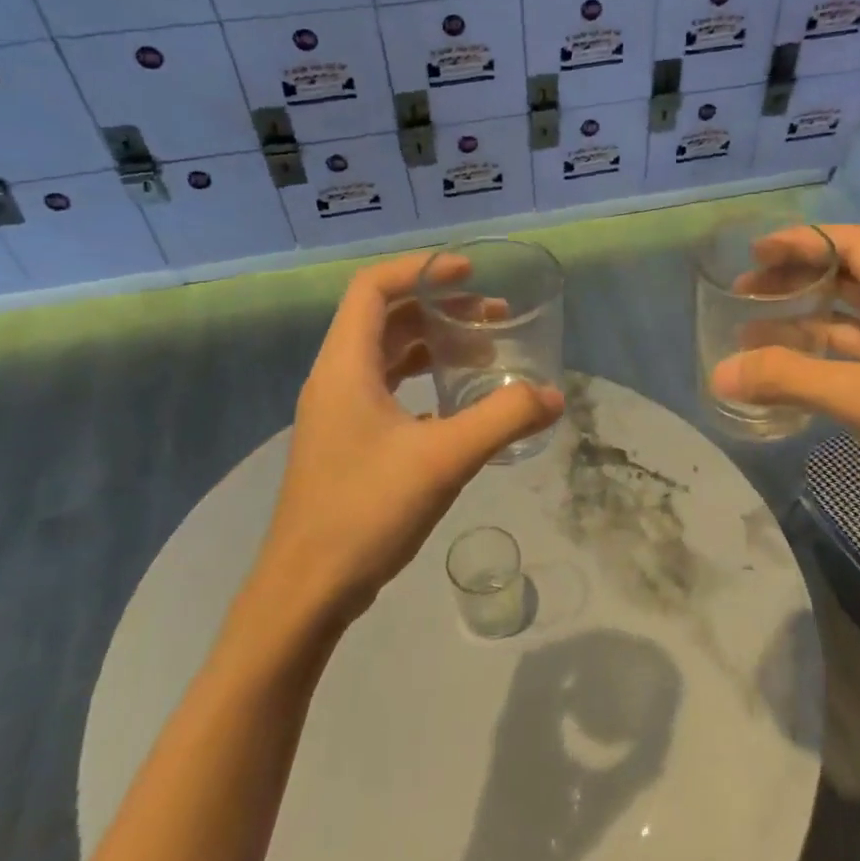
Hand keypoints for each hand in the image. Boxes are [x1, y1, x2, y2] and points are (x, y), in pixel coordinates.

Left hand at [251, 252, 563, 629]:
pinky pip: (387, 393)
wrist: (306, 591)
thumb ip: (503, 419)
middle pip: (385, 319)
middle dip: (439, 309)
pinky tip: (458, 408)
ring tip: (483, 357)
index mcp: (345, 366)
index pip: (374, 288)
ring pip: (387, 358)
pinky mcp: (347, 445)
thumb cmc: (366, 511)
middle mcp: (336, 380)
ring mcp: (338, 415)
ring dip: (433, 347)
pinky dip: (423, 384)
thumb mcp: (444, 459)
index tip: (469, 271)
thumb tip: (553, 396)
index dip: (420, 269)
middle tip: (492, 317)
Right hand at [711, 225, 859, 554]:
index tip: (754, 253)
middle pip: (843, 278)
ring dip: (797, 321)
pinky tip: (778, 373)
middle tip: (743, 292)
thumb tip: (719, 374)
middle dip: (793, 280)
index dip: (802, 242)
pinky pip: (845, 359)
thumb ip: (789, 379)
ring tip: (746, 333)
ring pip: (842, 321)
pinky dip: (811, 359)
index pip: (851, 244)